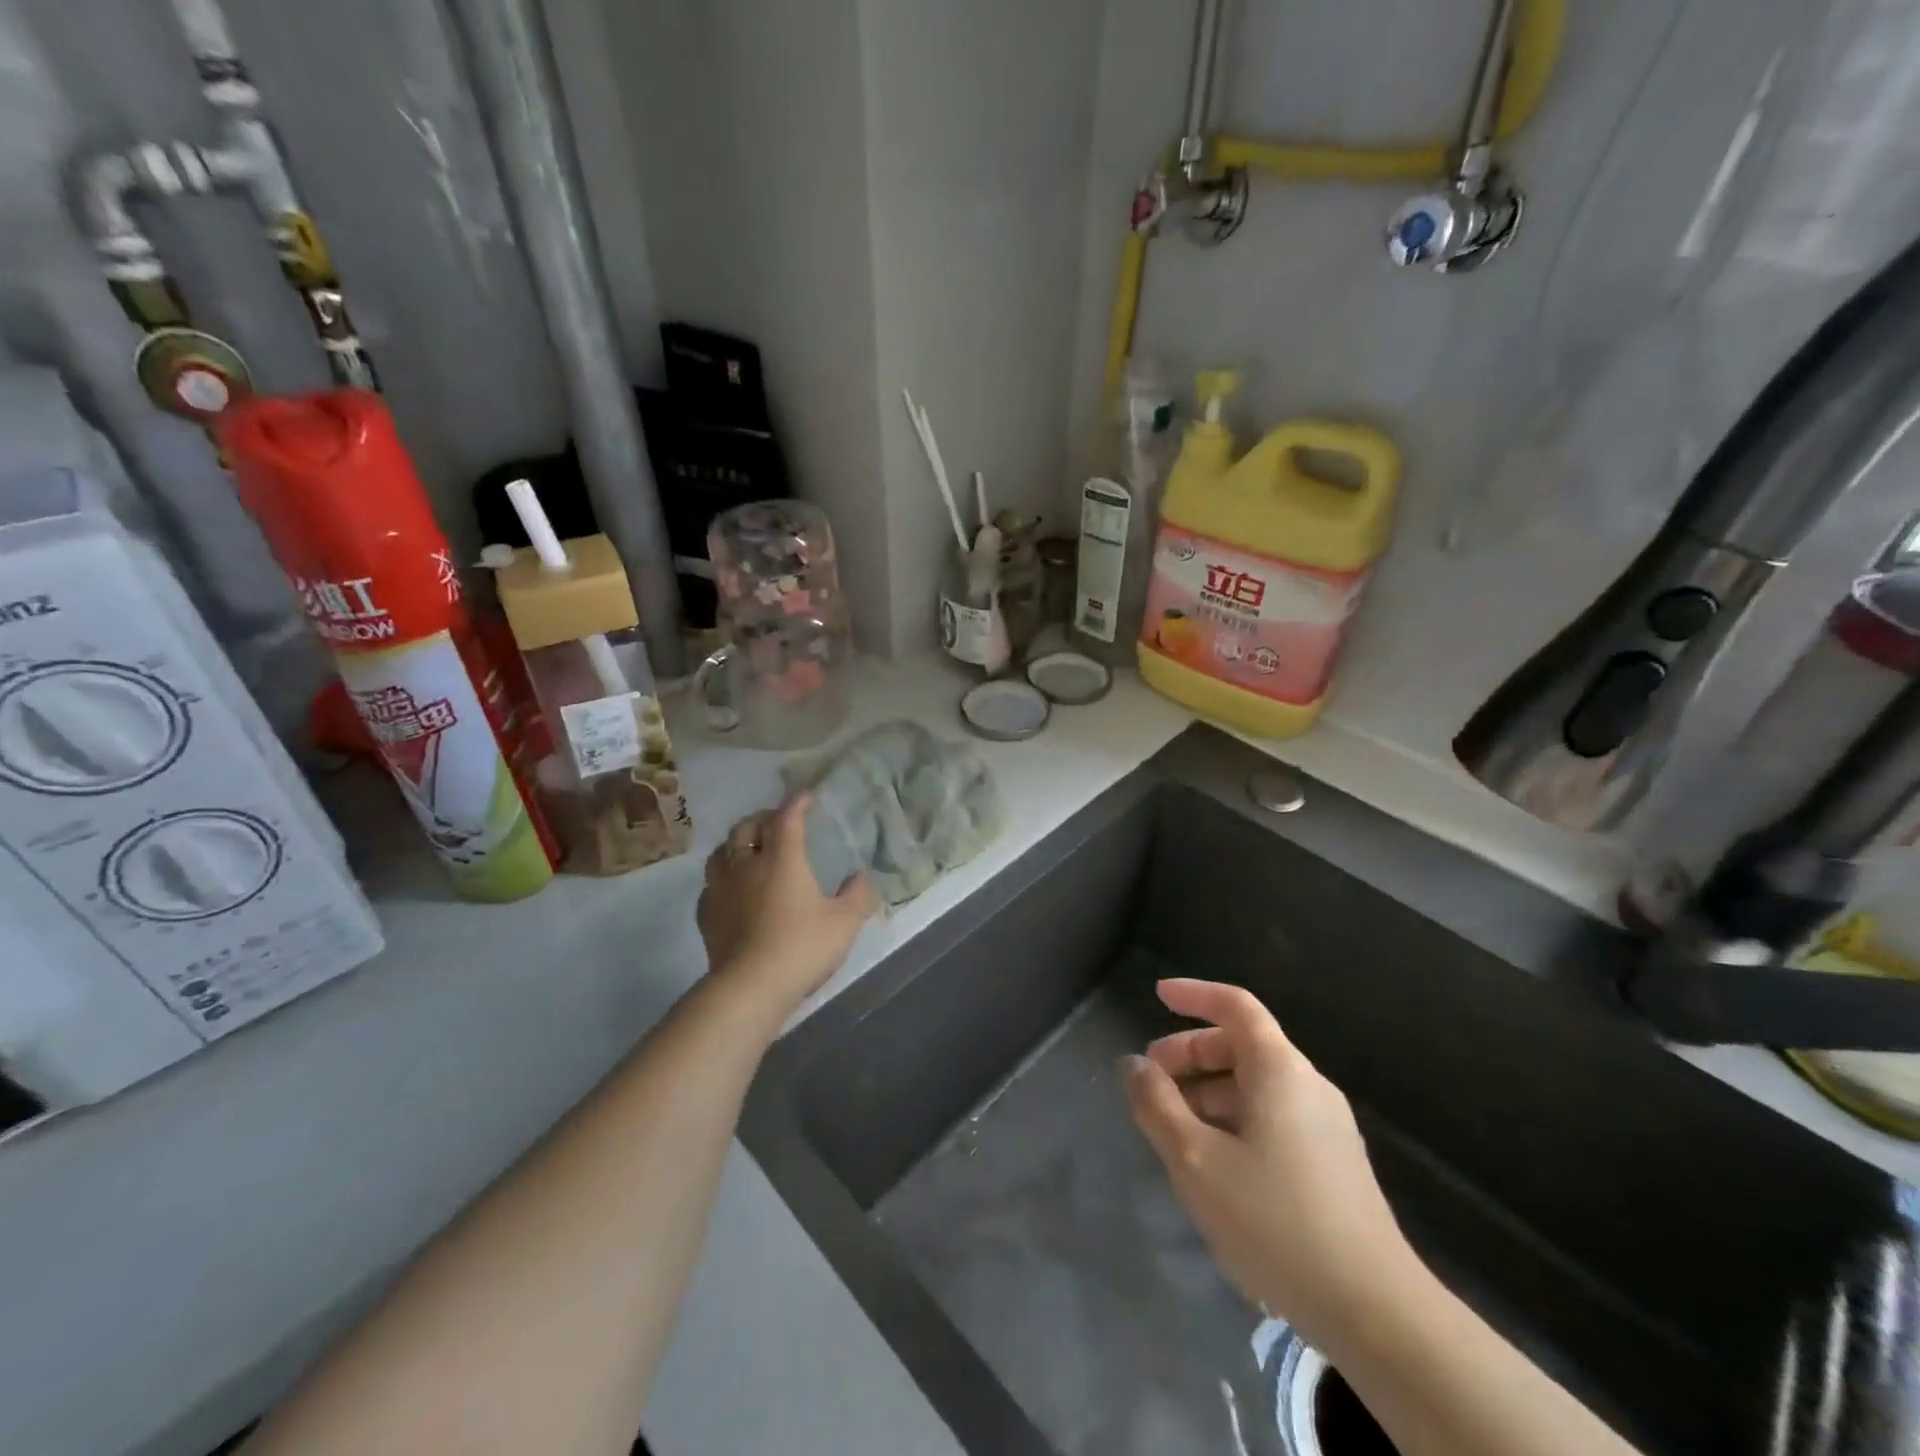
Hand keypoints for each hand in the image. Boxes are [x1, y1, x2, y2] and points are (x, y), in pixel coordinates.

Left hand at [697, 796, 879, 1014]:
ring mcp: (721, 889)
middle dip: (762, 819)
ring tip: (748, 850)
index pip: (786, 818)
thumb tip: (862, 876)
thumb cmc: (802, 947)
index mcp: (782, 858)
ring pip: (721, 852)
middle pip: (746, 828)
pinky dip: (722, 878)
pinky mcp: (707, 915)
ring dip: (736, 844)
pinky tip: (730, 890)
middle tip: (776, 822)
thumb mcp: (844, 922)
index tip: (806, 798)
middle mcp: (747, 865)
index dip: (796, 804)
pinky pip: (710, 885)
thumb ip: (857, 895)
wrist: (751, 987)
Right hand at [1123, 979, 1418, 1350]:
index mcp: (1279, 1070)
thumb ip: (1157, 1105)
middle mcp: (1307, 1085)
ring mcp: (1326, 1126)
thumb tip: (1135, 1065)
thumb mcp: (1195, 1161)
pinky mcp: (1333, 1163)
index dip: (1194, 994)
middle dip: (1190, 1054)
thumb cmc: (1275, 1221)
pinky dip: (1233, 1119)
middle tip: (1151, 1082)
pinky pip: (1272, 1117)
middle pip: (1241, 1045)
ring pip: (1255, 1086)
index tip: (1157, 996)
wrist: (1376, 1313)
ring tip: (1173, 1131)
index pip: (1235, 1005)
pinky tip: (1213, 1165)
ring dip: (1208, 1093)